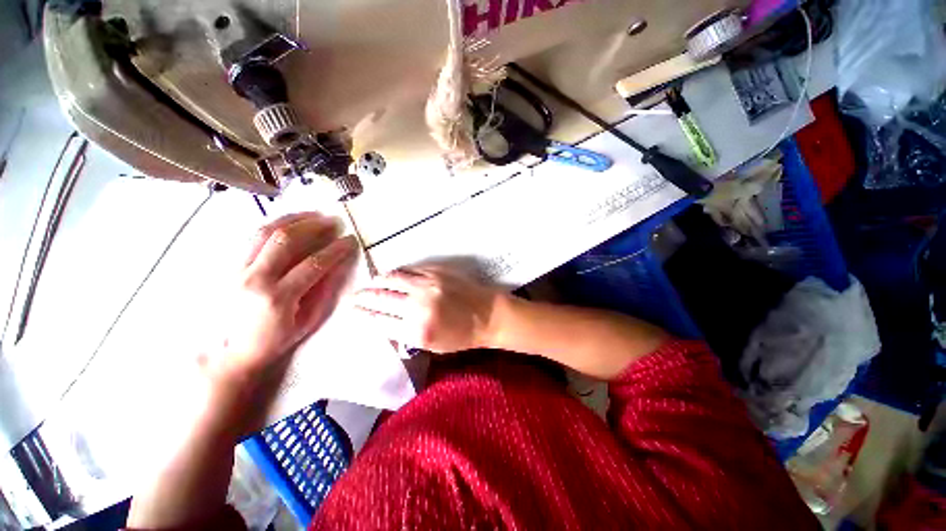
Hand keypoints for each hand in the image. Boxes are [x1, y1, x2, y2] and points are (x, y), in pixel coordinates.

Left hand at [204, 212, 358, 386]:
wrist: (232, 352)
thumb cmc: (275, 340)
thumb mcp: (308, 321)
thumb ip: (325, 291)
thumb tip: (340, 265)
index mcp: (278, 297)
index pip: (313, 264)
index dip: (335, 249)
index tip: (350, 241)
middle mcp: (255, 279)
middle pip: (285, 240)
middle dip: (314, 226)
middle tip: (333, 221)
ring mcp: (238, 270)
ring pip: (264, 232)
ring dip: (293, 219)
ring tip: (314, 214)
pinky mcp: (230, 266)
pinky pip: (252, 237)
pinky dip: (274, 225)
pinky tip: (290, 222)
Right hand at [352, 265, 504, 352]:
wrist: (488, 315)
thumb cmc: (462, 336)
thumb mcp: (433, 346)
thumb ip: (407, 335)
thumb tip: (385, 322)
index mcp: (417, 331)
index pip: (380, 321)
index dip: (364, 316)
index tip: (353, 312)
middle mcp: (418, 306)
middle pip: (382, 298)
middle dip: (364, 297)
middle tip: (353, 297)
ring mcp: (427, 285)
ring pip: (393, 280)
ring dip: (377, 282)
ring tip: (369, 284)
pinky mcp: (436, 272)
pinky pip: (409, 270)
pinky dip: (396, 273)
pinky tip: (390, 275)